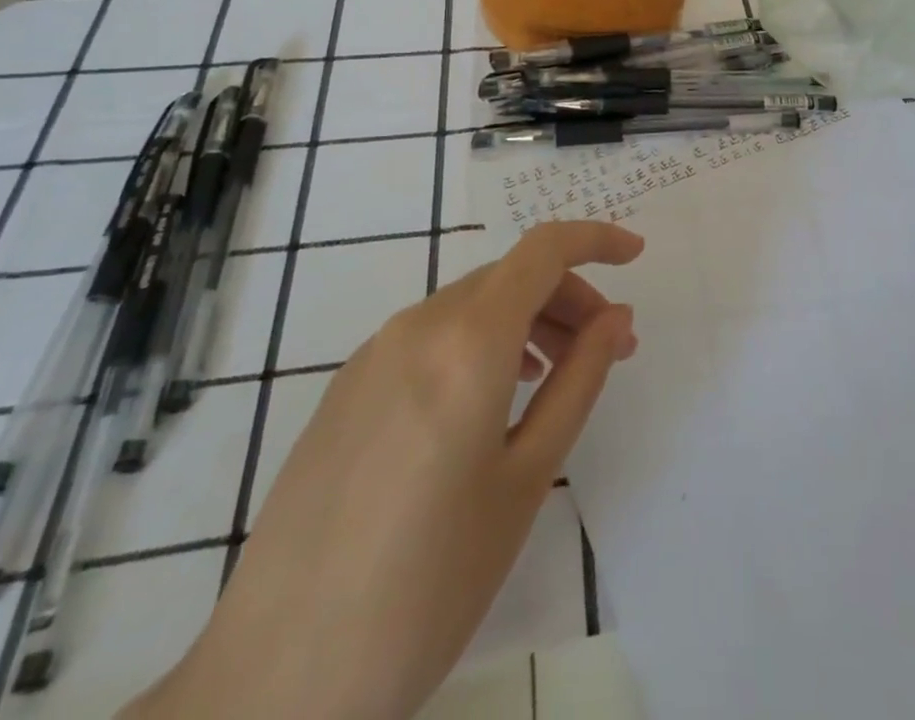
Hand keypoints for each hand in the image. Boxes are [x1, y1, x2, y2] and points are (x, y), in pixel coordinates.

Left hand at [126, 221, 642, 719]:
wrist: (278, 680)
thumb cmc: (429, 583)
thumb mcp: (527, 476)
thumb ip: (579, 380)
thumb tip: (616, 318)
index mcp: (466, 342)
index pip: (543, 250)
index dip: (596, 239)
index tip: (636, 255)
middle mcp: (416, 327)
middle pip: (509, 277)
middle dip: (568, 296)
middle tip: (608, 350)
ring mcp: (372, 355)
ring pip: (469, 304)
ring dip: (525, 320)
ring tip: (554, 378)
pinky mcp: (345, 388)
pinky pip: (430, 336)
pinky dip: (479, 343)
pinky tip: (489, 403)